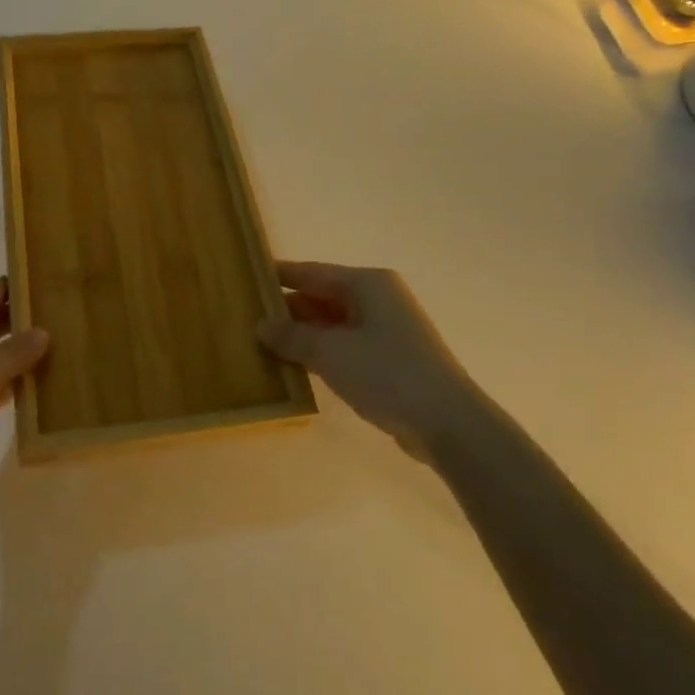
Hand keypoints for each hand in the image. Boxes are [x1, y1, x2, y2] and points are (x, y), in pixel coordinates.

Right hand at [257, 262, 478, 461]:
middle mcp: (378, 299)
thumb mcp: (330, 353)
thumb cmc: (387, 374)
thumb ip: (292, 336)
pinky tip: (295, 366)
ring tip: (262, 343)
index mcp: (367, 284)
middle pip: (322, 296)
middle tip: (246, 317)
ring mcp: (386, 329)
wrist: (447, 422)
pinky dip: (321, 352)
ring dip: (302, 334)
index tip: (247, 276)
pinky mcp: (390, 359)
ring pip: (332, 323)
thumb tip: (261, 325)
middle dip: (287, 308)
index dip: (279, 275)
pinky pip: (345, 346)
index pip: (312, 272)